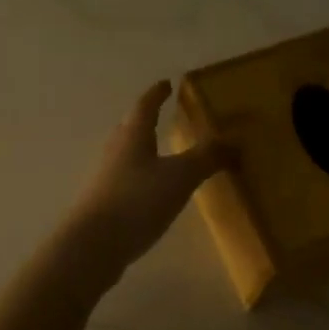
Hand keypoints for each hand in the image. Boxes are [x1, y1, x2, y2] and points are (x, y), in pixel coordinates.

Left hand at [64, 81, 230, 277]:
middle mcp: (115, 151)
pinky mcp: (103, 205)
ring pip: (126, 155)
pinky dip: (139, 177)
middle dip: (145, 119)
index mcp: (132, 136)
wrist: (93, 245)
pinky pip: (124, 181)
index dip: (157, 94)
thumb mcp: (180, 176)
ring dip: (141, 149)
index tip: (166, 84)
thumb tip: (235, 140)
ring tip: (159, 152)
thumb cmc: (137, 200)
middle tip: (161, 114)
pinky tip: (149, 191)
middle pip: (130, 128)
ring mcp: (105, 179)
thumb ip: (207, 157)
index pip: (145, 106)